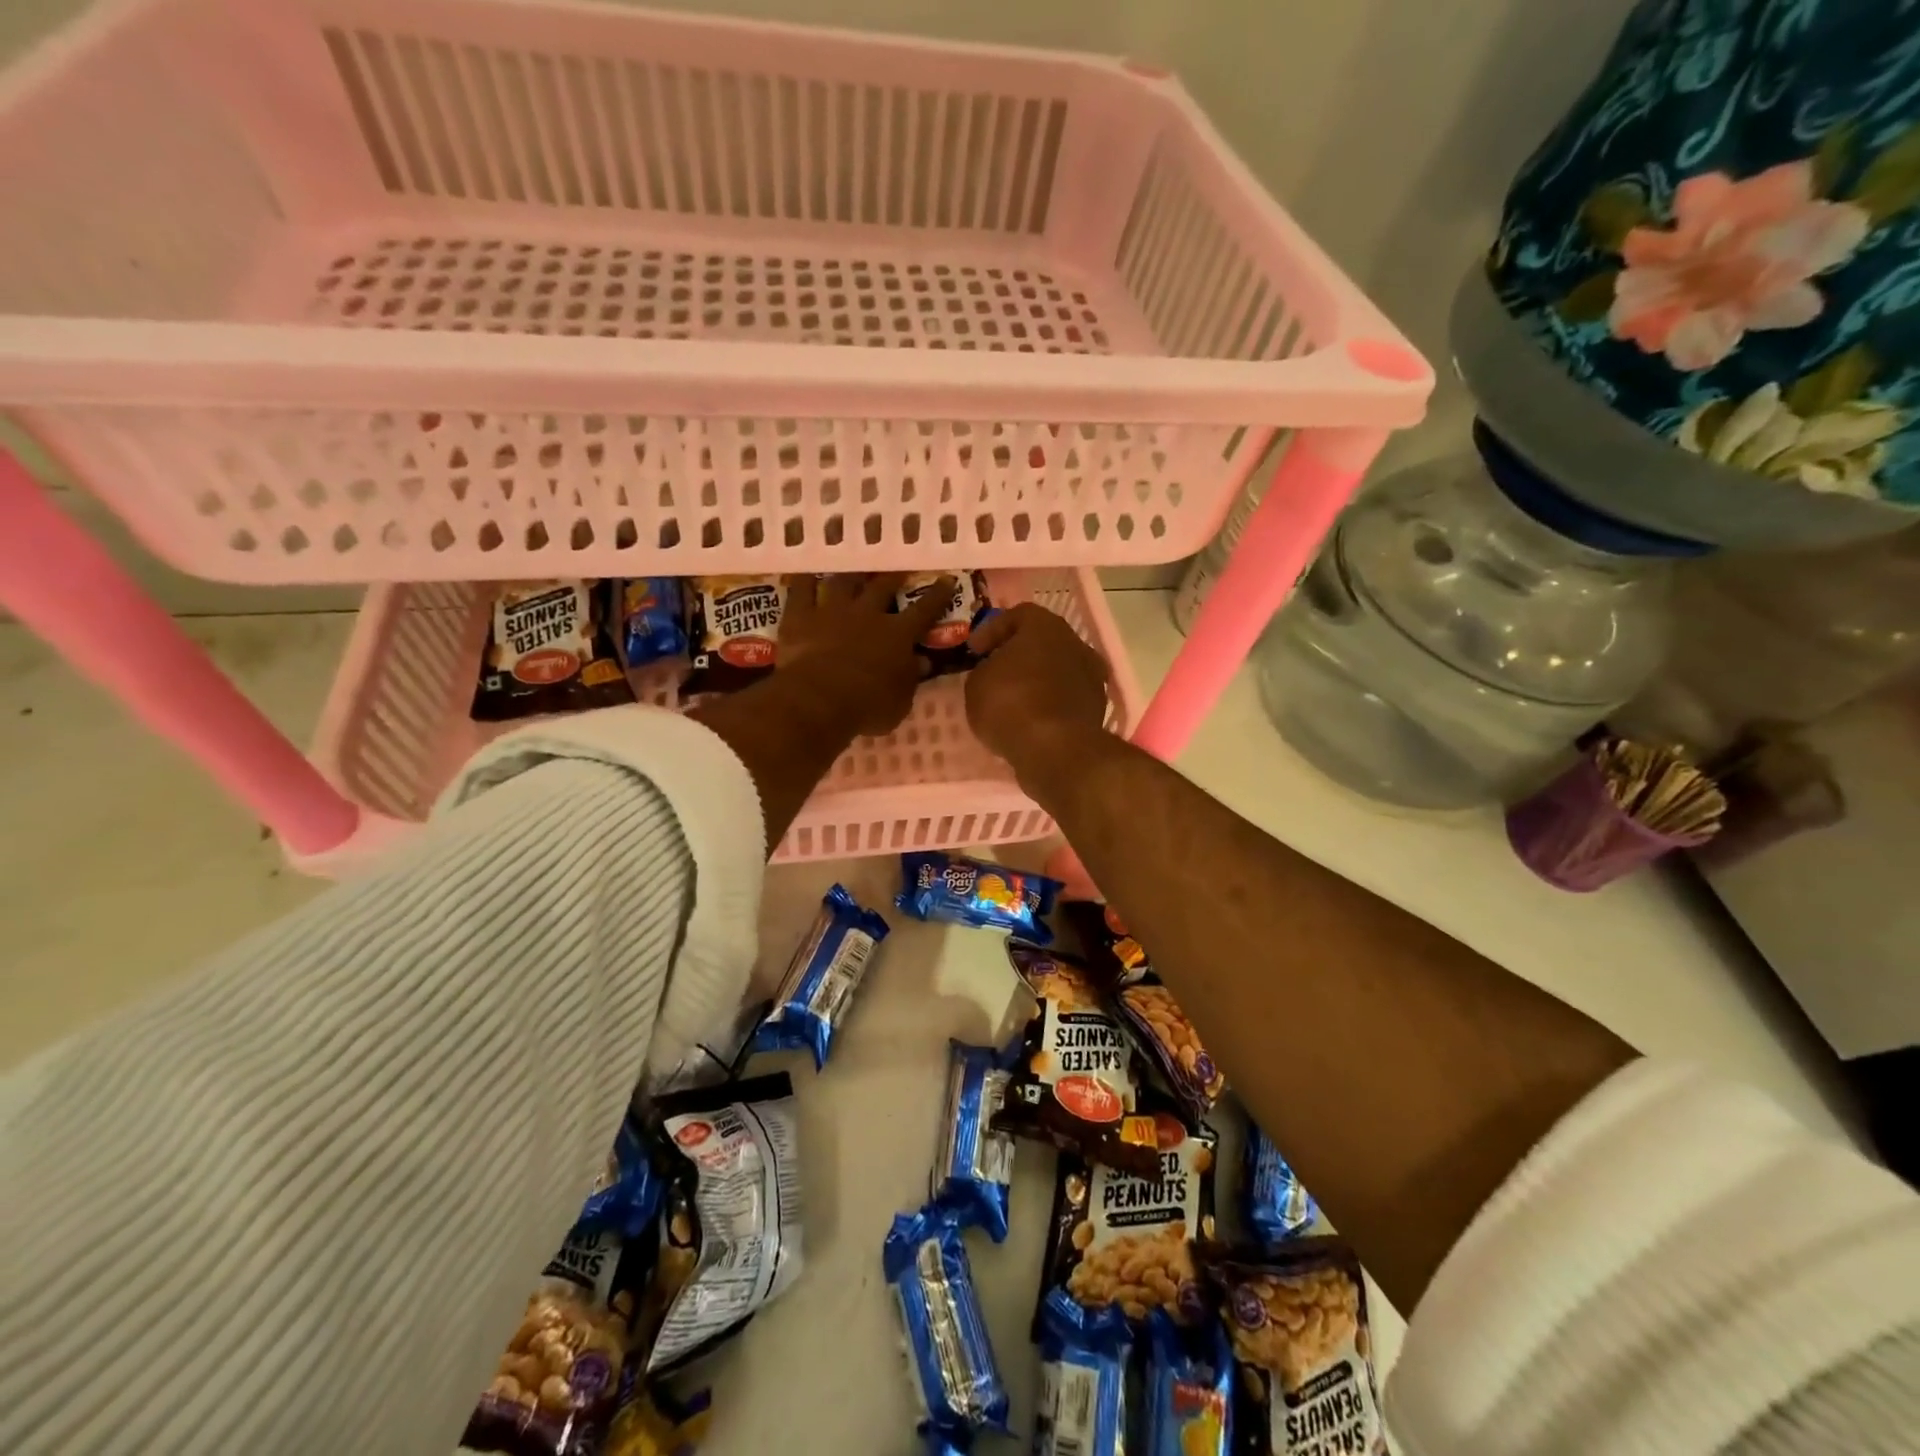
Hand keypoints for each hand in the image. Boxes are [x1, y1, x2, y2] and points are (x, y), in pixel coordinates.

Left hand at [779, 573, 954, 735]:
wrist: (820, 698)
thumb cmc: (869, 706)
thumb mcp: (901, 701)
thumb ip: (910, 678)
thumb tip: (922, 663)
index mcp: (898, 635)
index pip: (924, 610)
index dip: (938, 595)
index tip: (946, 580)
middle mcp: (867, 614)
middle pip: (882, 588)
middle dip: (893, 578)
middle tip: (898, 571)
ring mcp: (832, 611)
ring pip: (843, 582)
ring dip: (851, 575)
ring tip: (854, 568)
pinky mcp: (800, 617)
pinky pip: (801, 591)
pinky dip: (804, 582)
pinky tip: (806, 575)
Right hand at [965, 603, 1110, 766]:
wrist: (1055, 749)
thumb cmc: (1010, 704)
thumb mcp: (976, 684)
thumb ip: (985, 670)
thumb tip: (994, 673)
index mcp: (1045, 626)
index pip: (1018, 615)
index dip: (992, 630)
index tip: (974, 651)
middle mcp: (1075, 643)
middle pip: (1042, 641)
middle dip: (1018, 654)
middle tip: (995, 670)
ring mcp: (1092, 676)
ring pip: (1058, 669)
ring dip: (1037, 679)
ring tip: (1012, 699)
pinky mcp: (1097, 707)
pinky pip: (1065, 697)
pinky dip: (1049, 702)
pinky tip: (1030, 719)